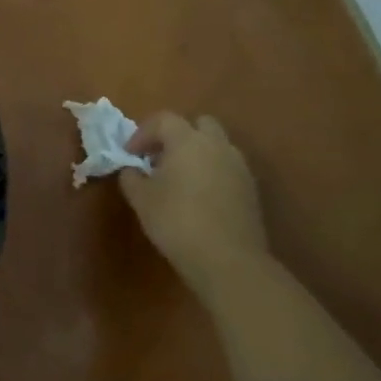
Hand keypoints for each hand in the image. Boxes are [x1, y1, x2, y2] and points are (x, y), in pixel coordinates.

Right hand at [118, 112, 267, 299]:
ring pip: (216, 146)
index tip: (130, 154)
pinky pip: (227, 168)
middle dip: (177, 135)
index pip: (163, 120)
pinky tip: (198, 197)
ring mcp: (239, 167)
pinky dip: (211, 172)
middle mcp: (217, 146)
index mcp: (188, 141)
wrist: (228, 260)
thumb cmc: (177, 221)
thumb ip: (131, 176)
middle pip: (198, 124)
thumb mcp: (141, 198)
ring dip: (196, 154)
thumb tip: (132, 169)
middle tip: (159, 158)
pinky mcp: (251, 190)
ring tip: (178, 179)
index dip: (142, 133)